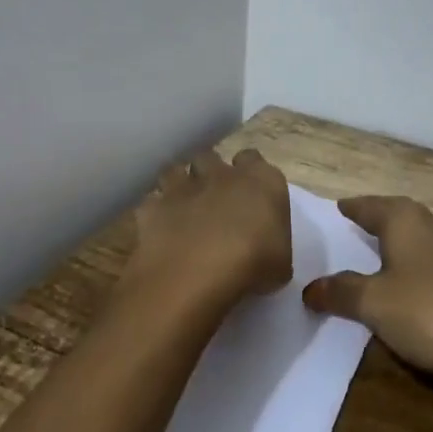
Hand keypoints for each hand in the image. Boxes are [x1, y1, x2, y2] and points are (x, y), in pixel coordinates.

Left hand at [127, 149, 292, 306]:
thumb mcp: (281, 263)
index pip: (253, 159)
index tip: (249, 194)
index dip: (249, 173)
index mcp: (260, 181)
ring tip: (182, 209)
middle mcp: (220, 174)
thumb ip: (272, 243)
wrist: (196, 274)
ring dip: (178, 185)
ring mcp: (182, 187)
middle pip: (211, 158)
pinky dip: (155, 212)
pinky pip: (151, 202)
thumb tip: (265, 248)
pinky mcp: (152, 206)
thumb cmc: (252, 267)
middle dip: (209, 173)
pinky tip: (159, 230)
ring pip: (175, 171)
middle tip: (213, 199)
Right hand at [302, 196, 432, 391]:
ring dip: (395, 250)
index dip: (350, 208)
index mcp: (406, 220)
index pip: (369, 205)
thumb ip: (340, 292)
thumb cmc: (432, 313)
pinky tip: (407, 293)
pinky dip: (414, 272)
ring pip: (417, 242)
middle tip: (346, 237)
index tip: (335, 210)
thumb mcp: (373, 304)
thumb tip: (309, 288)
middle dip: (373, 225)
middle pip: (396, 218)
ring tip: (371, 266)